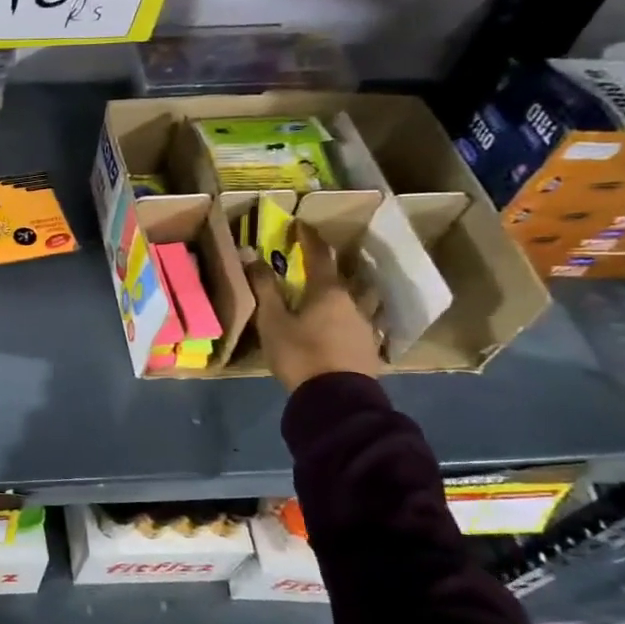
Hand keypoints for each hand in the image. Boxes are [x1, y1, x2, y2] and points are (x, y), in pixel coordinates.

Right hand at [248, 223, 382, 393]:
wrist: (336, 398)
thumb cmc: (300, 354)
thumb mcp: (273, 322)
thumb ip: (265, 288)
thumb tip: (253, 255)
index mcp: (328, 291)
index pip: (319, 255)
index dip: (309, 238)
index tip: (300, 224)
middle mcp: (353, 301)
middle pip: (346, 276)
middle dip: (333, 267)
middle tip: (320, 264)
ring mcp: (366, 325)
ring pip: (363, 299)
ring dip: (354, 291)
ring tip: (343, 294)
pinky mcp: (370, 347)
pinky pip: (366, 323)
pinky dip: (357, 318)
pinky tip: (351, 326)